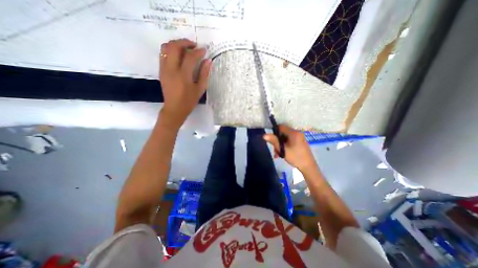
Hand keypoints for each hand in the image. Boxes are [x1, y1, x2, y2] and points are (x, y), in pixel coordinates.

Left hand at [158, 37, 210, 128]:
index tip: (204, 50)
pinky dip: (171, 50)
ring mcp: (164, 69)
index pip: (190, 57)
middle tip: (194, 45)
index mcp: (183, 75)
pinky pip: (163, 54)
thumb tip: (208, 61)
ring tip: (186, 48)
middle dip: (185, 42)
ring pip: (166, 47)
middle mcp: (171, 69)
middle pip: (175, 46)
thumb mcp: (200, 89)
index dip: (198, 51)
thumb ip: (204, 74)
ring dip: (176, 44)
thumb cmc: (189, 101)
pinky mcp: (161, 70)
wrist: (174, 109)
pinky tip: (179, 55)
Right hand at [265, 126, 316, 171]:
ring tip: (278, 154)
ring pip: (286, 138)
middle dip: (277, 141)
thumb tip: (264, 135)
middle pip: (283, 133)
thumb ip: (273, 141)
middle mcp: (297, 133)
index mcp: (293, 133)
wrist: (308, 166)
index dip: (274, 132)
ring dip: (280, 145)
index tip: (272, 140)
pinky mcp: (300, 142)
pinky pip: (290, 141)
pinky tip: (283, 154)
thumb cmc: (295, 157)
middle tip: (275, 150)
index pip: (281, 127)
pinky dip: (285, 146)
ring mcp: (299, 138)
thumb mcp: (282, 149)